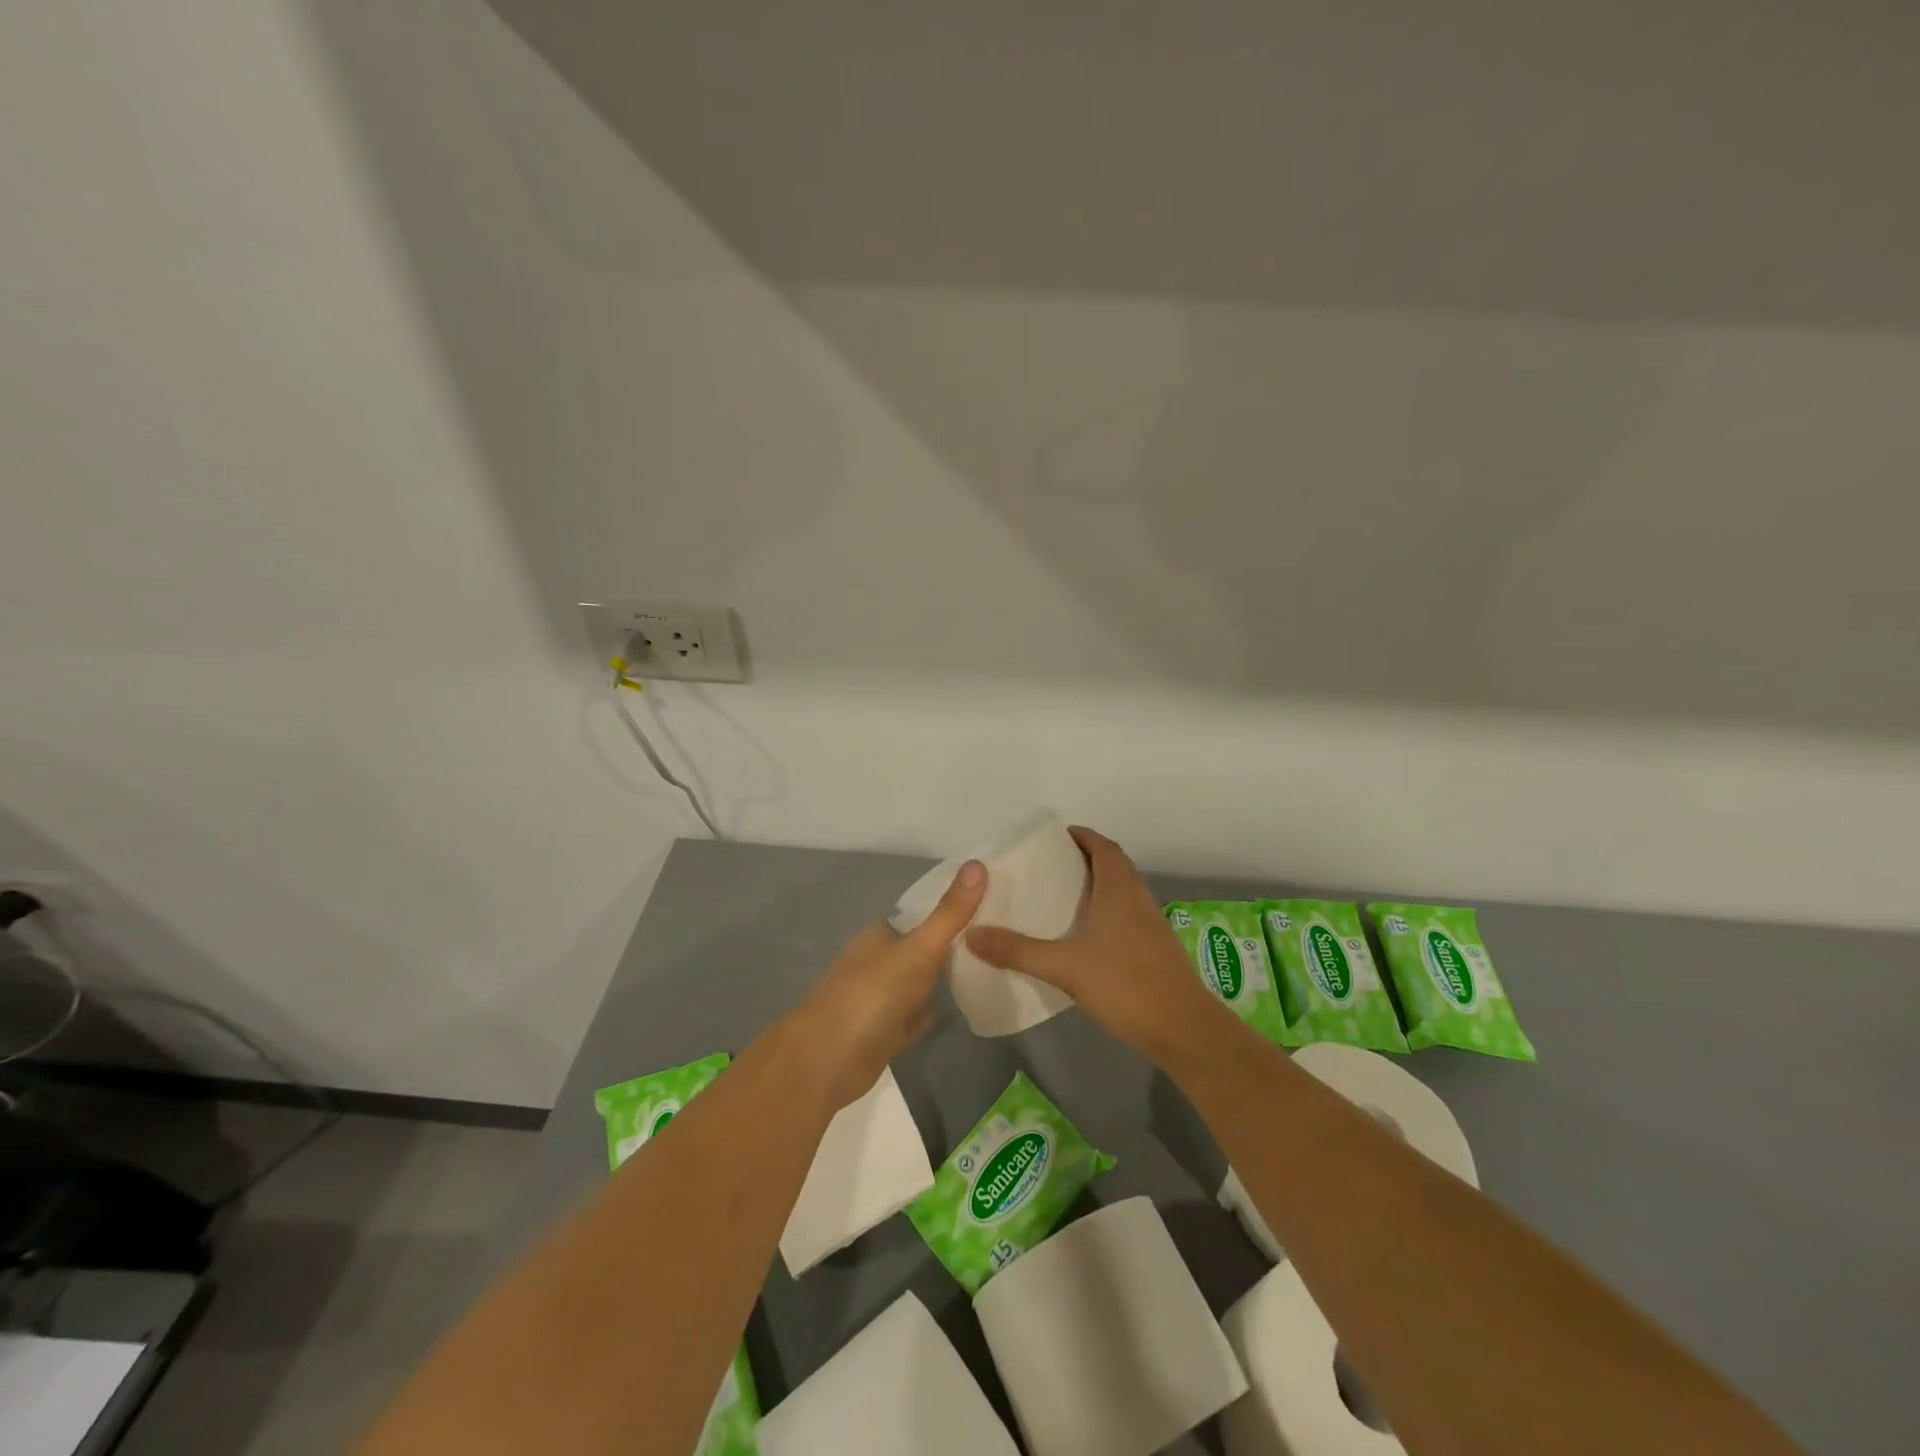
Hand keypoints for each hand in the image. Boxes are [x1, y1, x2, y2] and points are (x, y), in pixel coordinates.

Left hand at [781, 860, 987, 1110]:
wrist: (827, 1061)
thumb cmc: (872, 994)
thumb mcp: (919, 949)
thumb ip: (950, 913)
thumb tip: (977, 862)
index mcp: (879, 936)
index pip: (919, 917)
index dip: (948, 913)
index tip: (986, 910)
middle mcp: (875, 963)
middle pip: (917, 951)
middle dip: (947, 949)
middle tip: (993, 943)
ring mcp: (876, 1001)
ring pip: (914, 986)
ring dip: (937, 983)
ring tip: (982, 973)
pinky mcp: (879, 1036)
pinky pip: (909, 1020)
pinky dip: (924, 1015)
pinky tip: (948, 1012)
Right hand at [966, 826, 1227, 1061]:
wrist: (1183, 1028)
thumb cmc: (1126, 984)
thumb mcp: (1065, 967)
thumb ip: (1018, 951)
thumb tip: (971, 934)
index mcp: (1119, 889)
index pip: (1103, 846)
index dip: (1081, 836)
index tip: (1054, 838)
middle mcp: (1137, 898)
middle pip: (1113, 864)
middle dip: (1084, 858)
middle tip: (1049, 867)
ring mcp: (1150, 923)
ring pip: (1121, 890)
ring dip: (1096, 885)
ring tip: (1060, 896)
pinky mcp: (1154, 947)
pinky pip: (1125, 914)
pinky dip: (1104, 911)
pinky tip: (1083, 935)